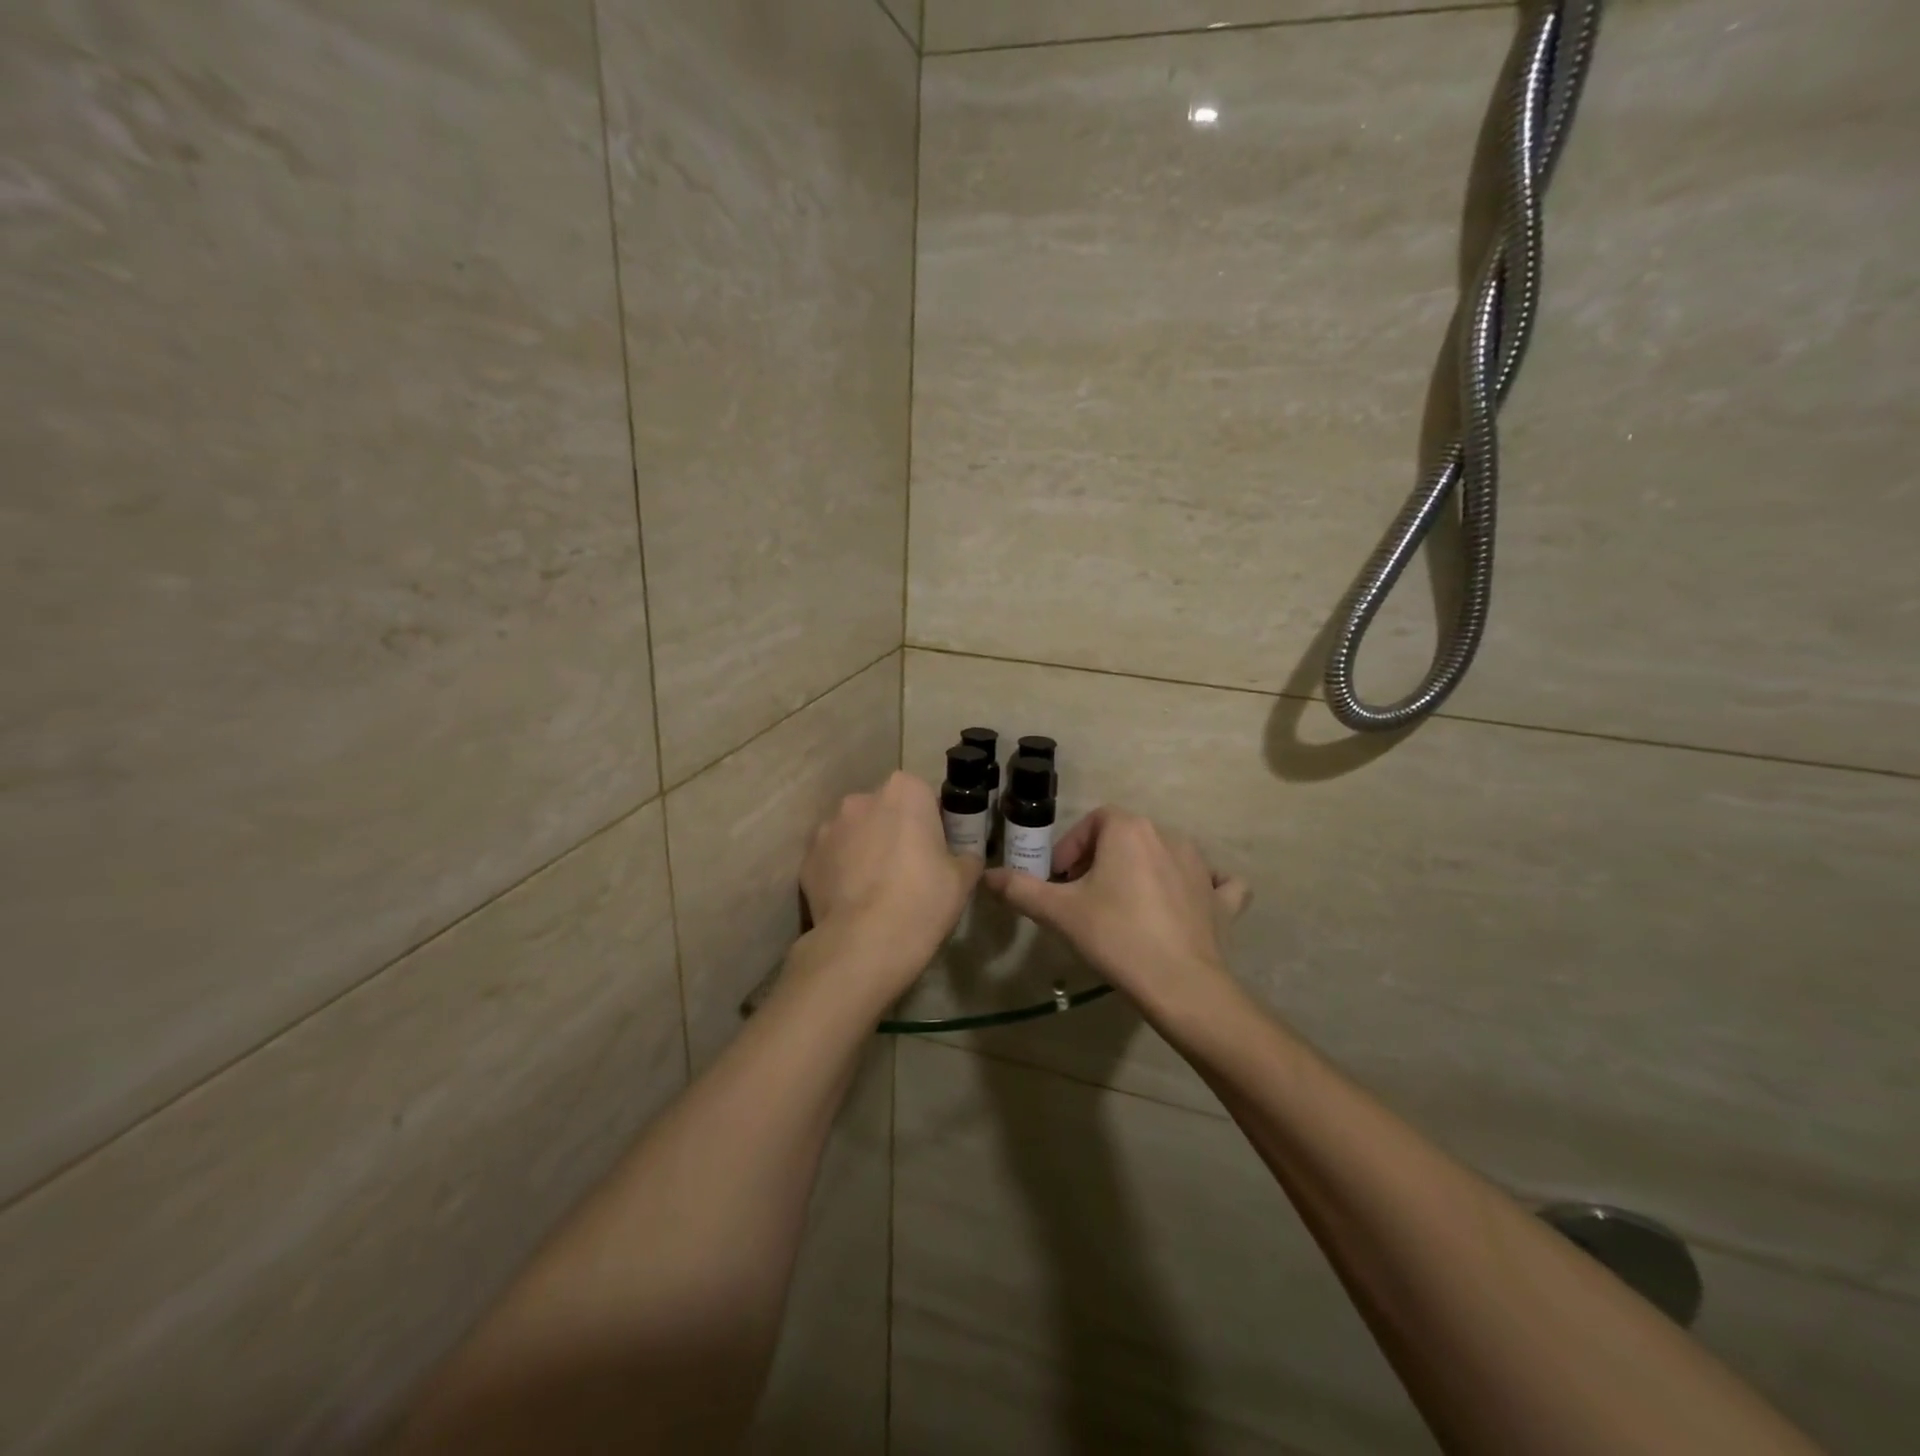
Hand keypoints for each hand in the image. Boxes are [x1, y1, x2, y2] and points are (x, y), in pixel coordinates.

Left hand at [799, 772, 983, 1001]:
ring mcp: (828, 827)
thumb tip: (965, 856)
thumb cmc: (923, 900)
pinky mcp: (808, 858)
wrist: (865, 943)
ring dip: (866, 849)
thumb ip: (967, 856)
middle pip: (885, 811)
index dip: (932, 823)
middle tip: (910, 870)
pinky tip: (854, 900)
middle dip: (895, 831)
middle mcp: (862, 799)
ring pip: (855, 833)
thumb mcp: (963, 878)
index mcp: (904, 791)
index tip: (937, 850)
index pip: (924, 796)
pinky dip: (842, 872)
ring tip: (877, 889)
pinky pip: (832, 858)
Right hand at [983, 807, 1248, 1015]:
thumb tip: (987, 877)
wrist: (1181, 985)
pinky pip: (1214, 882)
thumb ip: (1020, 889)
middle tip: (1084, 897)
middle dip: (1101, 860)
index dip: (1071, 849)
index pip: (1093, 823)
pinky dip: (1202, 888)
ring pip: (1164, 855)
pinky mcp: (1222, 899)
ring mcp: (1202, 866)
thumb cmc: (1115, 936)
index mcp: (1128, 829)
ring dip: (1142, 871)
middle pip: (1125, 837)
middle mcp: (1168, 836)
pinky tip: (1188, 905)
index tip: (1060, 881)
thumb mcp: (1059, 912)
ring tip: (1124, 908)